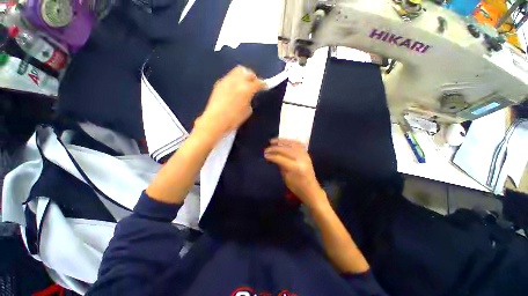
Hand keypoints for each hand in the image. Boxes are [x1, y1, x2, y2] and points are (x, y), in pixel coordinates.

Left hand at [195, 65, 262, 141]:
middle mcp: (237, 81)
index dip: (263, 85)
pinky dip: (234, 80)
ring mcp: (226, 81)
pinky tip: (233, 88)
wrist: (214, 121)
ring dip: (243, 76)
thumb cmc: (232, 120)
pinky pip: (229, 77)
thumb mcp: (247, 111)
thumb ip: (250, 100)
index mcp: (247, 89)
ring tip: (243, 84)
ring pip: (238, 71)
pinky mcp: (218, 83)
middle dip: (252, 77)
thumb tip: (248, 96)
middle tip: (253, 84)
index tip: (265, 87)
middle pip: (248, 72)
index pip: (259, 82)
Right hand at [264, 138, 327, 208]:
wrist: (311, 189)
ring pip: (292, 144)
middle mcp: (301, 159)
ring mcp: (305, 156)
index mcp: (295, 167)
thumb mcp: (286, 178)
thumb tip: (273, 157)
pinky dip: (290, 141)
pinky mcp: (307, 154)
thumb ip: (280, 166)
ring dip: (282, 141)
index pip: (281, 158)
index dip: (272, 156)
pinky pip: (298, 144)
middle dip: (275, 148)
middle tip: (266, 149)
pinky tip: (284, 141)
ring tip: (273, 141)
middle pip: (286, 149)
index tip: (265, 155)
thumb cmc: (297, 187)